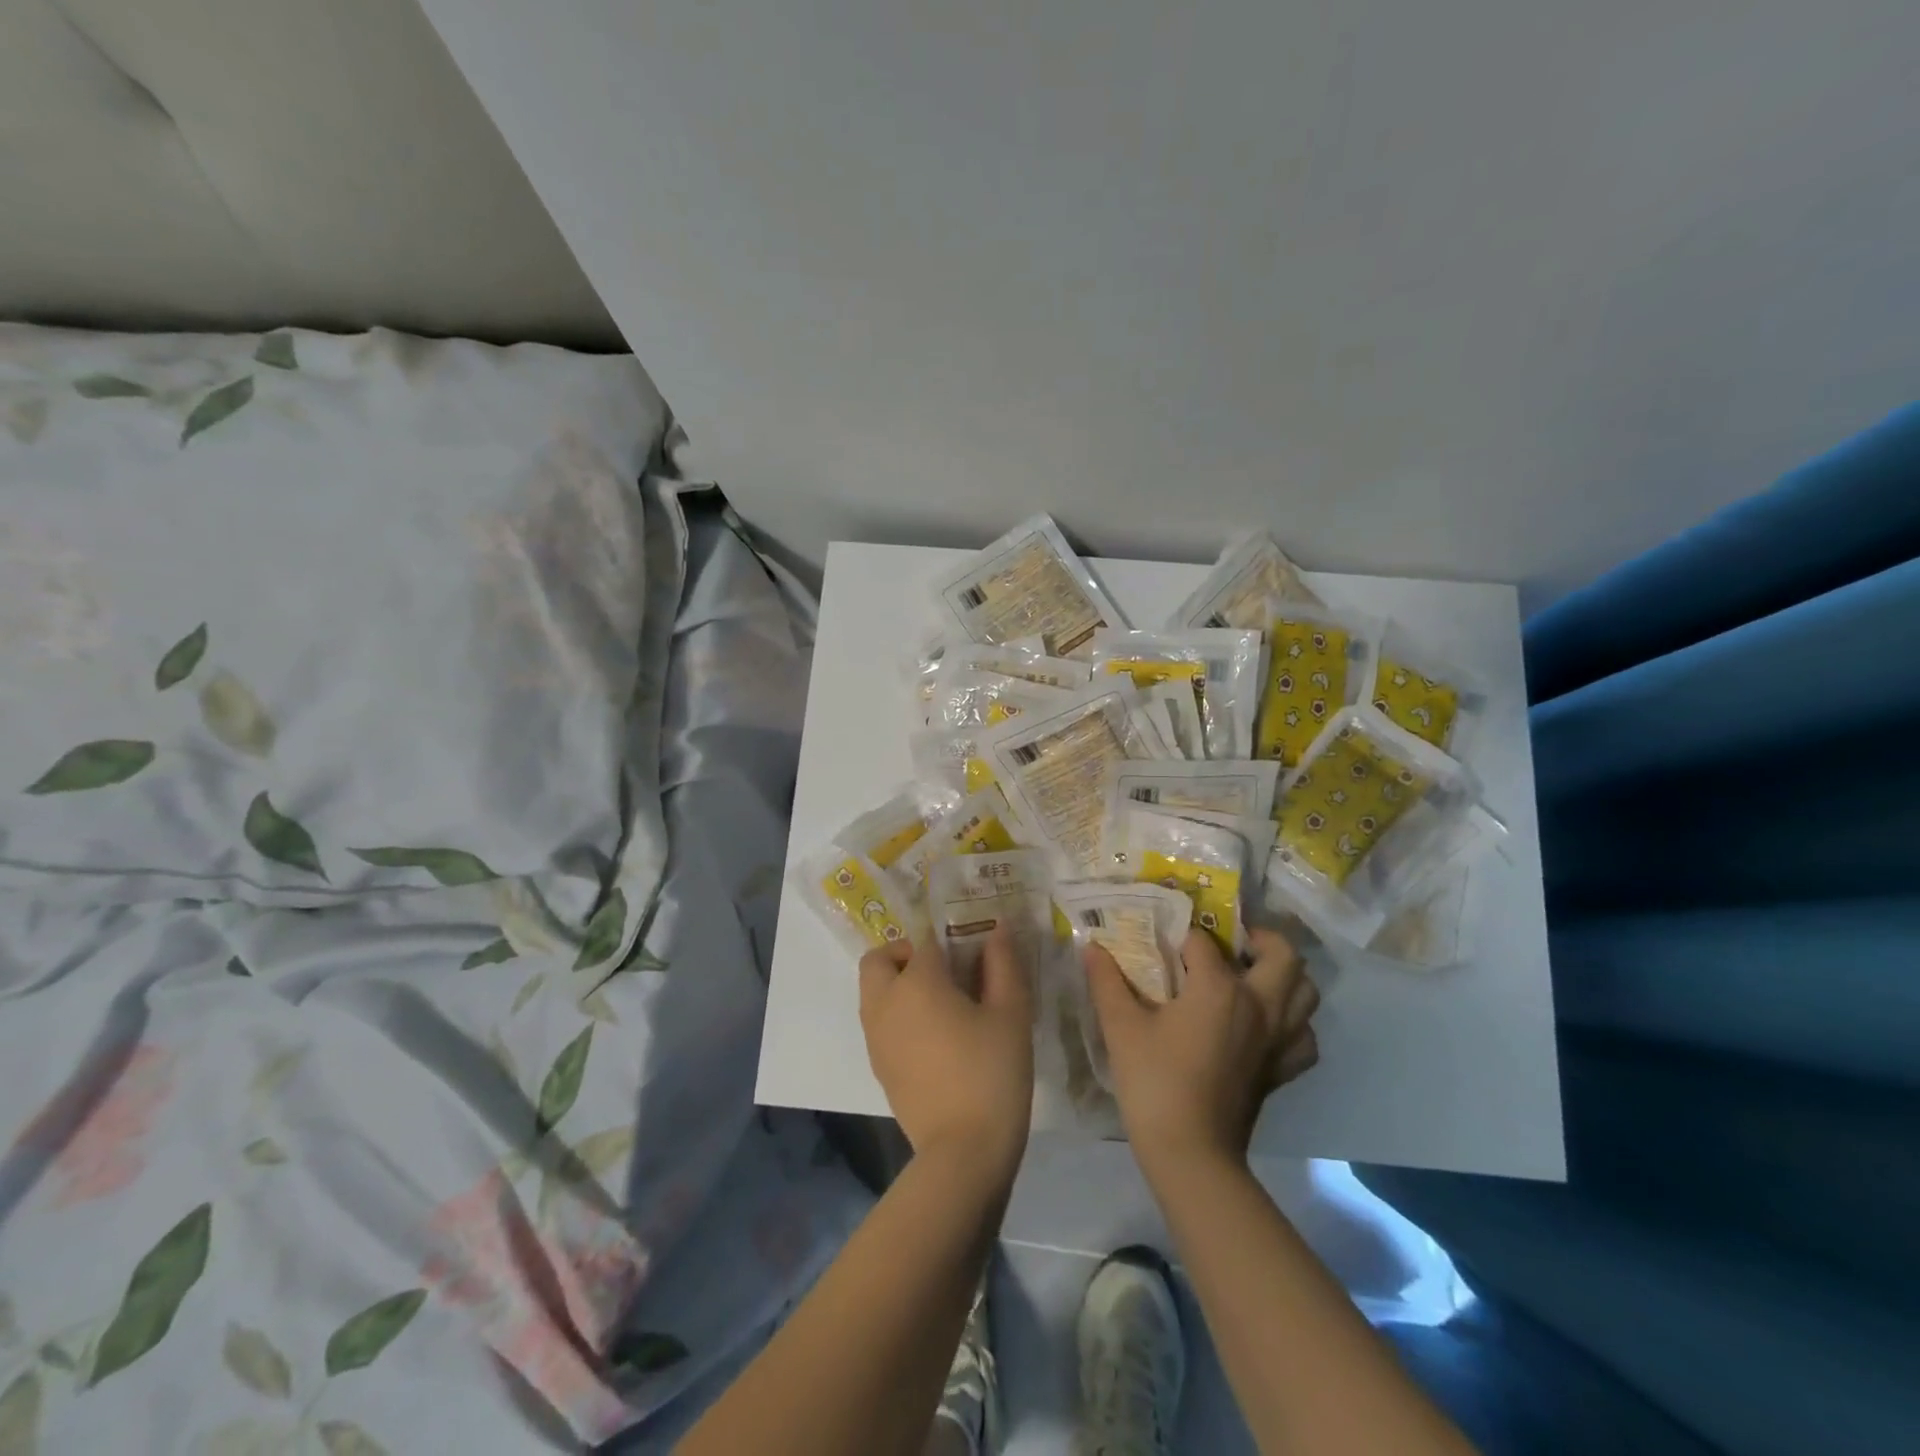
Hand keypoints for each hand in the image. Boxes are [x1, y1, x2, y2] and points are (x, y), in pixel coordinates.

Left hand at [859, 926, 1034, 1180]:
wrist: (963, 1152)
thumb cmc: (991, 1072)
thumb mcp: (1010, 1013)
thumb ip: (1003, 965)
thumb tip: (997, 930)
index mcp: (916, 982)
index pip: (925, 941)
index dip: (949, 941)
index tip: (973, 956)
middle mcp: (885, 1002)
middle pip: (879, 960)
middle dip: (905, 956)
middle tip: (944, 974)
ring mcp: (876, 1037)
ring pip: (874, 991)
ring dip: (898, 985)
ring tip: (943, 1007)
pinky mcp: (878, 1066)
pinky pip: (879, 1022)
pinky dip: (897, 1016)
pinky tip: (934, 1039)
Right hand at [1084, 926, 1318, 1179]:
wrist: (1190, 1153)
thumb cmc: (1154, 1082)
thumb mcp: (1121, 1026)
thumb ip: (1107, 981)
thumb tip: (1091, 946)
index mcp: (1220, 989)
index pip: (1203, 942)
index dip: (1180, 937)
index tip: (1161, 944)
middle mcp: (1259, 1005)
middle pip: (1283, 954)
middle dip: (1260, 939)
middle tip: (1232, 943)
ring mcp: (1278, 1039)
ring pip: (1306, 992)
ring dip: (1285, 976)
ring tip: (1253, 976)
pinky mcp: (1282, 1070)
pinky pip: (1305, 1036)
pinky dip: (1294, 1022)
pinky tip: (1267, 1024)